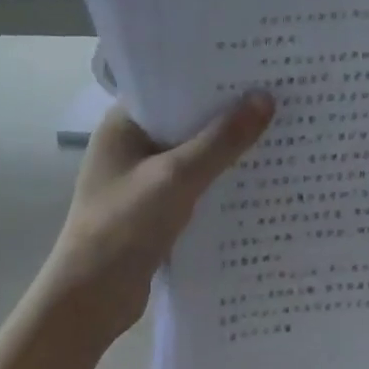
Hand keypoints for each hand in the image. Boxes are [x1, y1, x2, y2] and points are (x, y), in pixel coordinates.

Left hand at [41, 92, 274, 343]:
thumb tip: (265, 98)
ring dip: (228, 148)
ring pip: (196, 152)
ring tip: (280, 129)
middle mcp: (133, 144)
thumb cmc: (122, 228)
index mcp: (124, 124)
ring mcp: (145, 178)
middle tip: (279, 92)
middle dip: (228, 111)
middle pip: (188, 119)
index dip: (212, 75)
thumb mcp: (176, 178)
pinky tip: (259, 176)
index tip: (256, 64)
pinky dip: (222, 179)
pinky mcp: (157, 208)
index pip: (173, 85)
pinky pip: (197, 182)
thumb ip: (221, 140)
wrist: (88, 304)